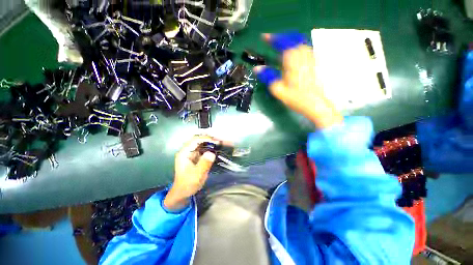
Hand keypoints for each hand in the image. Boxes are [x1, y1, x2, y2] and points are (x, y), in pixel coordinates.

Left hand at [163, 135, 216, 210]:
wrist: (184, 193)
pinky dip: (212, 148)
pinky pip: (206, 150)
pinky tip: (218, 149)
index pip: (195, 140)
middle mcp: (188, 151)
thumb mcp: (196, 175)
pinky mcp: (198, 157)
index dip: (206, 139)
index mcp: (185, 153)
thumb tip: (212, 153)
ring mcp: (193, 154)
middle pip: (200, 140)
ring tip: (222, 143)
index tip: (217, 141)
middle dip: (210, 139)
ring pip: (203, 144)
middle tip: (221, 141)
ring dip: (212, 143)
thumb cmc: (187, 184)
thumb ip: (204, 164)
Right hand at [254, 33, 342, 128]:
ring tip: (281, 45)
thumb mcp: (278, 89)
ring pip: (300, 42)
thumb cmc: (295, 97)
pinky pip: (305, 49)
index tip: (264, 37)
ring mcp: (309, 59)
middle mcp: (302, 56)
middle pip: (293, 39)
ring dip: (289, 40)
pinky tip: (293, 52)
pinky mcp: (312, 64)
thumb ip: (267, 77)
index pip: (282, 43)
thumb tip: (257, 68)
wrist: (314, 104)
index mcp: (292, 60)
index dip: (272, 38)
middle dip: (281, 37)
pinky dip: (297, 46)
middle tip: (272, 41)